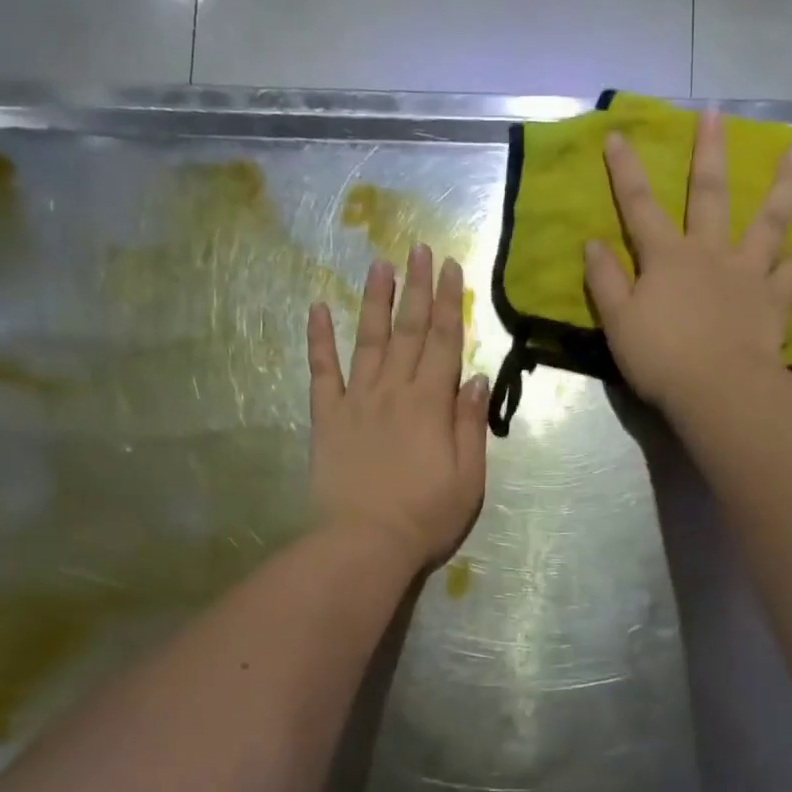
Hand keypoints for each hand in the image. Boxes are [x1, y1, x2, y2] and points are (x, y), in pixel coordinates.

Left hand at [308, 245, 488, 572]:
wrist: (366, 543)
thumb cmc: (426, 516)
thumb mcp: (469, 477)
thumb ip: (469, 424)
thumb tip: (473, 377)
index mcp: (431, 404)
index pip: (444, 342)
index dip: (449, 302)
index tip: (450, 266)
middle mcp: (394, 391)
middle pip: (409, 331)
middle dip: (416, 288)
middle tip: (418, 249)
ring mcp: (356, 401)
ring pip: (369, 340)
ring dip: (375, 300)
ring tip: (379, 264)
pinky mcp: (327, 418)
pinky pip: (322, 371)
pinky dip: (319, 339)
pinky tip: (319, 308)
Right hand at [584, 108, 791, 414]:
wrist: (716, 389)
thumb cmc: (661, 359)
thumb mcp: (617, 323)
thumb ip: (604, 281)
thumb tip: (592, 243)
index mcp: (667, 259)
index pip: (639, 207)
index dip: (625, 172)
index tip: (618, 135)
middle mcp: (710, 253)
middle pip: (709, 195)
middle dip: (708, 153)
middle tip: (715, 113)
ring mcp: (748, 271)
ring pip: (768, 218)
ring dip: (784, 182)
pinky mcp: (776, 296)